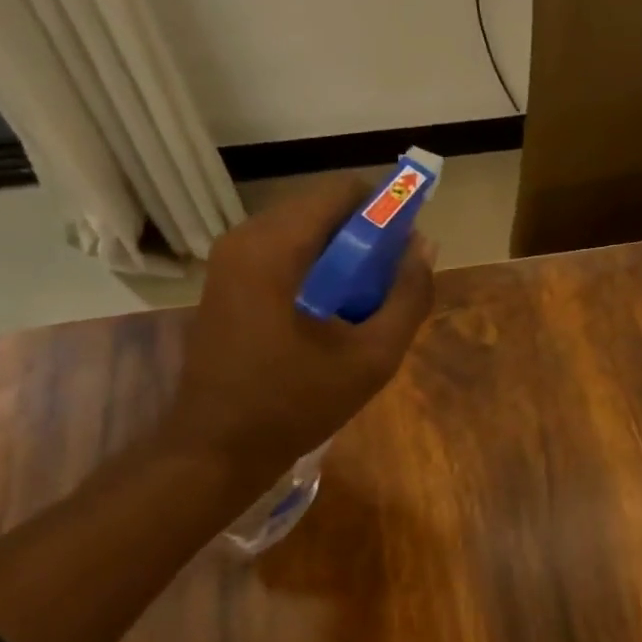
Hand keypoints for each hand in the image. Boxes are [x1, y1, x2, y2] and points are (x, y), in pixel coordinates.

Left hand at [162, 175, 435, 487]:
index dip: (385, 208)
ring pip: (302, 233)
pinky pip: (282, 255)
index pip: (341, 192)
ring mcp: (229, 261)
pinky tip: (332, 316)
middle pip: (321, 210)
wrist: (217, 449)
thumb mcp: (371, 357)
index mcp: (274, 247)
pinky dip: (316, 270)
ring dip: (342, 256)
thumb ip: (408, 298)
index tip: (407, 246)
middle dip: (365, 236)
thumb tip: (425, 247)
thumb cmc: (295, 404)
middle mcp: (245, 239)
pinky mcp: (226, 284)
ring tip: (366, 304)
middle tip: (391, 282)